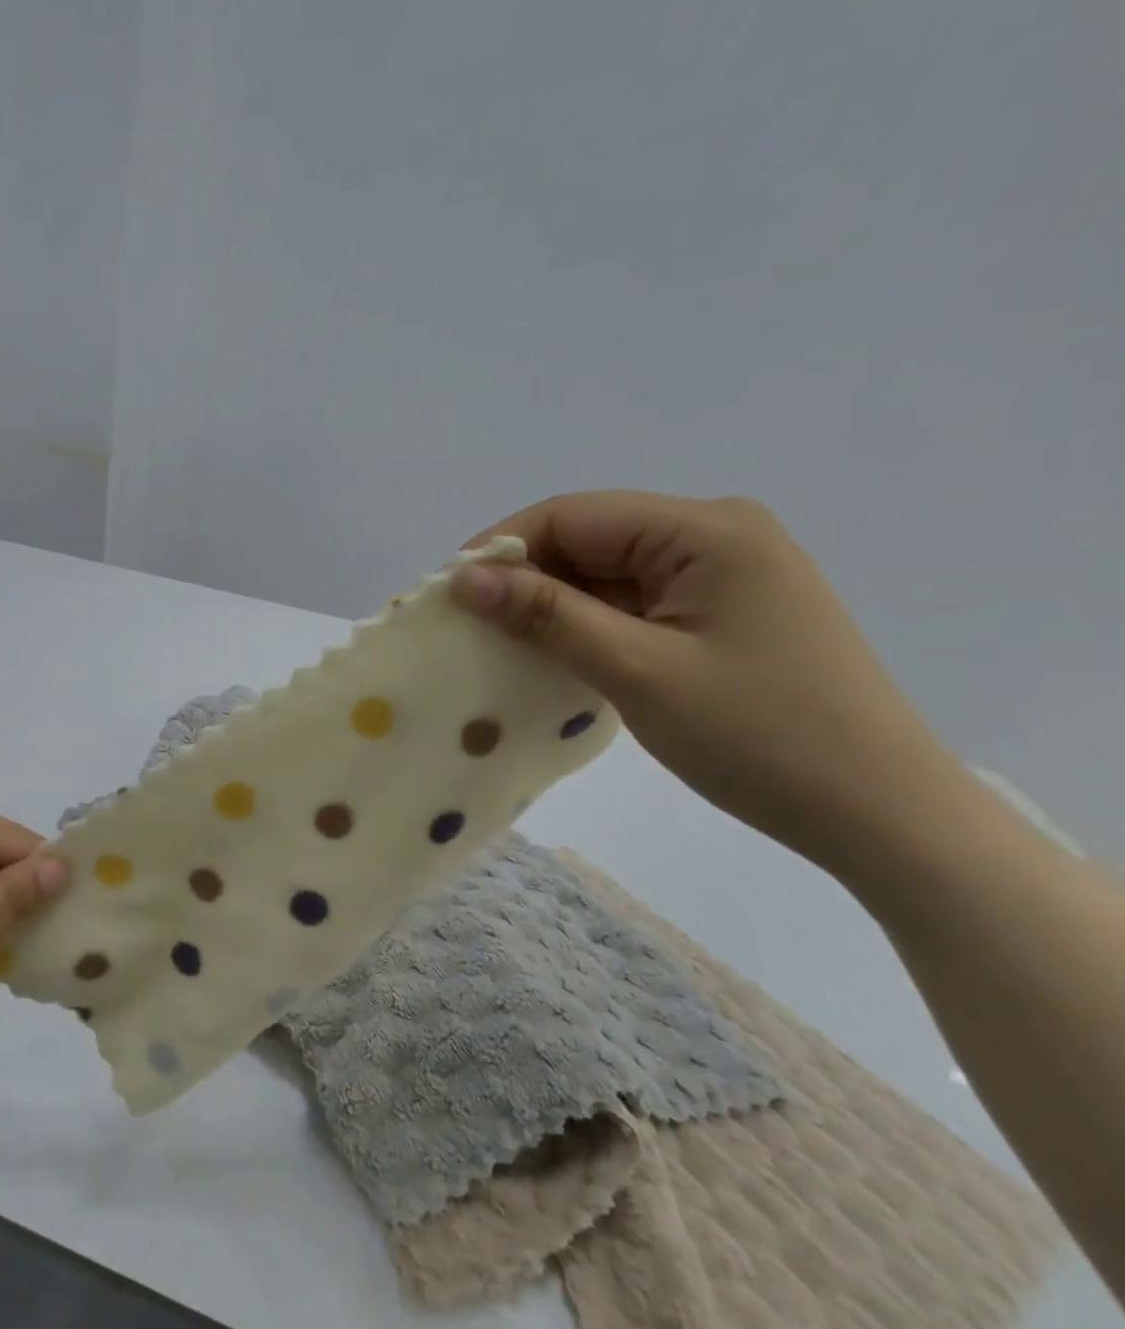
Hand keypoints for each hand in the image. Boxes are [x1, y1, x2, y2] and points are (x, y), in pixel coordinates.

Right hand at [452, 491, 956, 872]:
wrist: (879, 814)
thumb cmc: (759, 736)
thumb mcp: (637, 670)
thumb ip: (547, 615)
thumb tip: (464, 578)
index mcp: (706, 529)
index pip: (573, 514)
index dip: (502, 547)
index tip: (449, 595)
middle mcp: (716, 535)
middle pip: (589, 538)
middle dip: (525, 577)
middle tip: (468, 626)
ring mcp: (722, 575)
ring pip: (606, 573)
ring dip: (552, 604)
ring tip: (499, 644)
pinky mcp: (721, 612)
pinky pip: (632, 602)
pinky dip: (587, 625)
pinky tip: (554, 655)